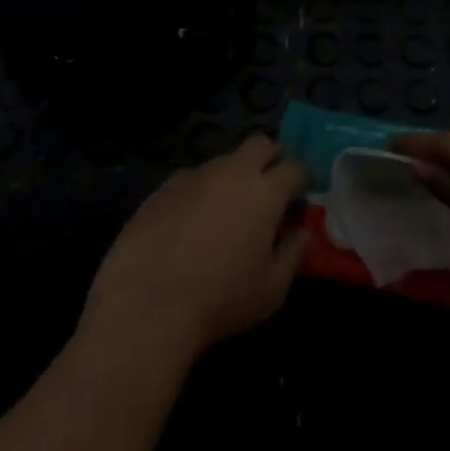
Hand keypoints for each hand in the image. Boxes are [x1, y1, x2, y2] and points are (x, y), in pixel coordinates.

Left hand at [81, 134, 310, 362]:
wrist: (147, 306)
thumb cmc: (220, 300)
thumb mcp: (272, 290)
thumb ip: (294, 253)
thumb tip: (302, 230)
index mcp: (265, 192)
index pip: (295, 168)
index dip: (303, 180)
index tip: (301, 196)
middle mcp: (231, 173)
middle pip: (260, 144)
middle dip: (271, 158)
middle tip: (269, 187)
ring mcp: (193, 176)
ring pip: (224, 159)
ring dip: (234, 174)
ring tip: (227, 207)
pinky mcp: (162, 188)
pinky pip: (191, 178)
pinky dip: (200, 190)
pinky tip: (191, 219)